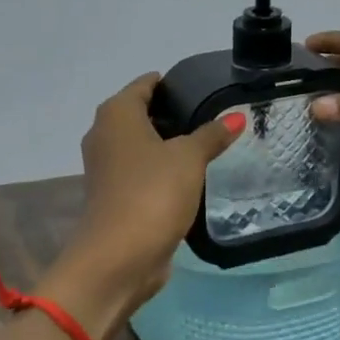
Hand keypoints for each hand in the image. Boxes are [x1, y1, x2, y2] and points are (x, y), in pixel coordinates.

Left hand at [64, 73, 242, 314]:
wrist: (118, 257)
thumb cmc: (152, 193)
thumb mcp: (189, 159)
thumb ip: (212, 135)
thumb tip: (236, 116)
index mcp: (116, 114)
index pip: (144, 85)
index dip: (170, 83)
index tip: (201, 87)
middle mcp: (103, 135)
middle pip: (140, 114)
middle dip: (171, 114)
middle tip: (210, 116)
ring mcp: (105, 168)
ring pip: (139, 145)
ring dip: (165, 145)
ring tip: (205, 144)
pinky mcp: (113, 196)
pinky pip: (140, 172)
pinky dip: (159, 170)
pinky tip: (187, 177)